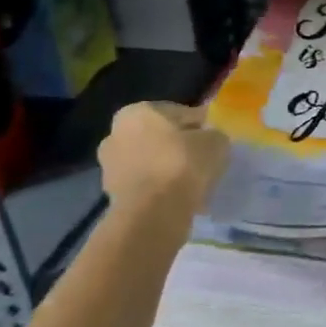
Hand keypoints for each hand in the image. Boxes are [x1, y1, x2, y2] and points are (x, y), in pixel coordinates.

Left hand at [97, 102, 228, 220]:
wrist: (152, 214)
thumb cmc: (182, 165)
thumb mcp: (215, 141)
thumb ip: (213, 135)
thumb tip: (210, 139)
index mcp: (137, 112)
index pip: (178, 113)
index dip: (200, 125)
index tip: (215, 139)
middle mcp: (116, 134)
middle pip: (159, 138)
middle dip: (179, 147)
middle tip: (204, 161)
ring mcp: (110, 166)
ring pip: (150, 162)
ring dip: (168, 169)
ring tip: (194, 183)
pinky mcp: (112, 195)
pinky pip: (145, 185)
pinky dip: (160, 189)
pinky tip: (180, 198)